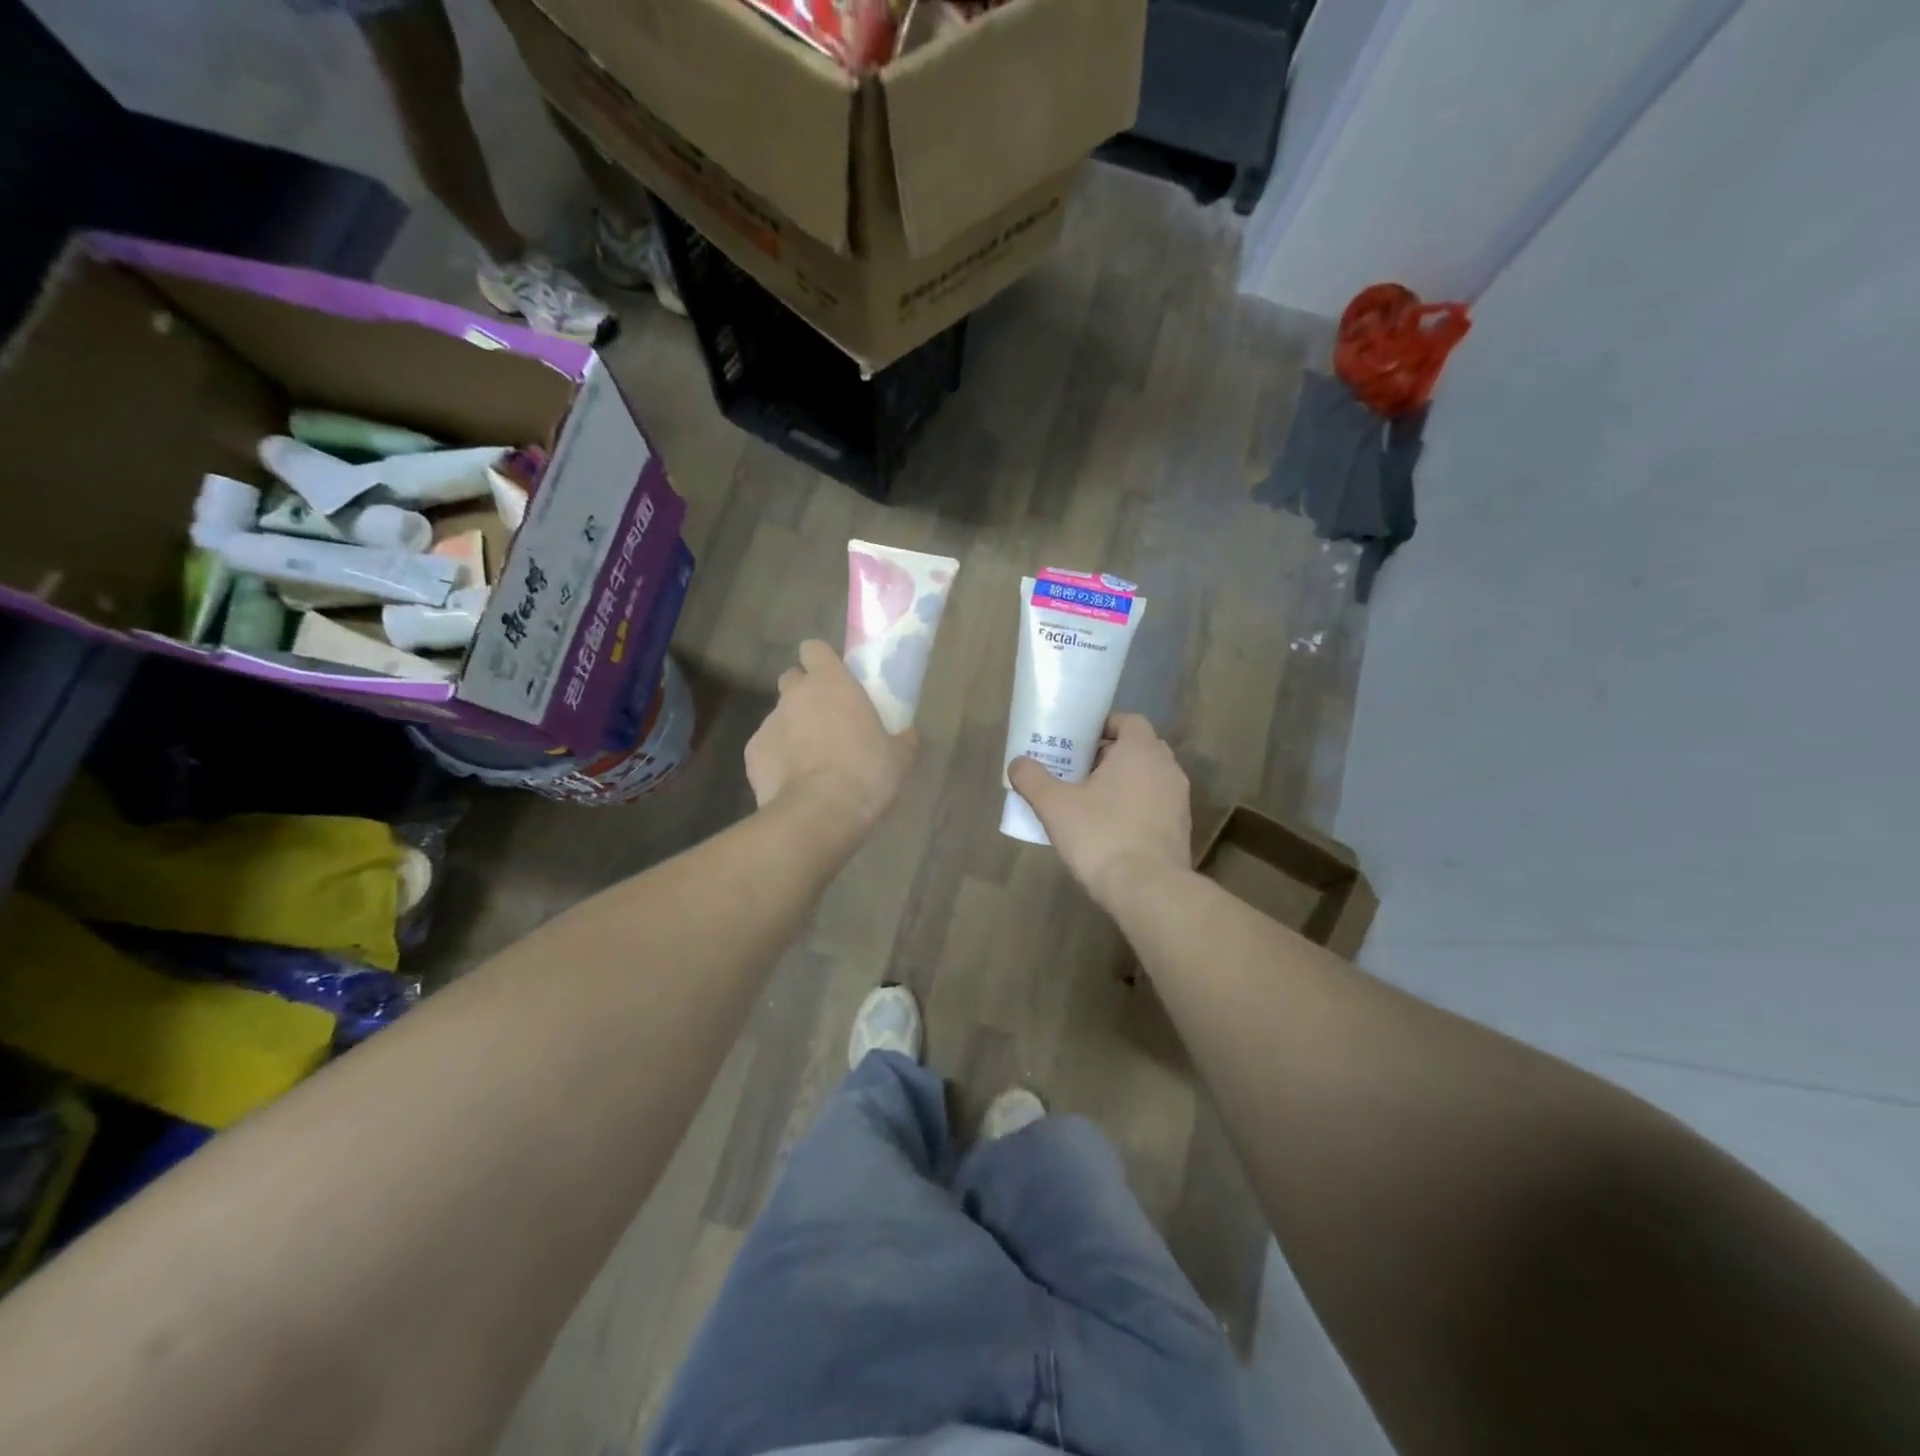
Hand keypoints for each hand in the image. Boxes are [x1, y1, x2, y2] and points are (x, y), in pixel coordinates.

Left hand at [747, 640, 916, 833]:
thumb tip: (908, 736)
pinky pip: (767, 747)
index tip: (834, 679)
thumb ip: (902, 739)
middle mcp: (795, 695)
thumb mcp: (899, 758)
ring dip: (793, 728)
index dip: (821, 661)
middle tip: (826, 719)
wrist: (817, 814)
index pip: (814, 648)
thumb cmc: (865, 774)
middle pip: (792, 679)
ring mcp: (769, 722)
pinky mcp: (752, 753)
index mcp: (831, 683)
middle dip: (805, 693)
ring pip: (780, 715)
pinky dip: (777, 758)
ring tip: (811, 760)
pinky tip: (793, 781)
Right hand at [1008, 713, 1191, 910]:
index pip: (1129, 721)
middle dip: (1109, 755)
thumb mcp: (1054, 805)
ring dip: (1123, 783)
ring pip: (1148, 779)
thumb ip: (1033, 779)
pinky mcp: (1181, 829)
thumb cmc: (1100, 835)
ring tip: (1090, 800)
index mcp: (1140, 751)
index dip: (1104, 726)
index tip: (1078, 740)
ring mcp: (1179, 800)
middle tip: (1077, 770)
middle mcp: (1166, 768)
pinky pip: (1155, 805)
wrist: (1148, 888)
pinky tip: (1110, 829)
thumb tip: (1017, 763)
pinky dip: (1136, 807)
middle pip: (1138, 749)